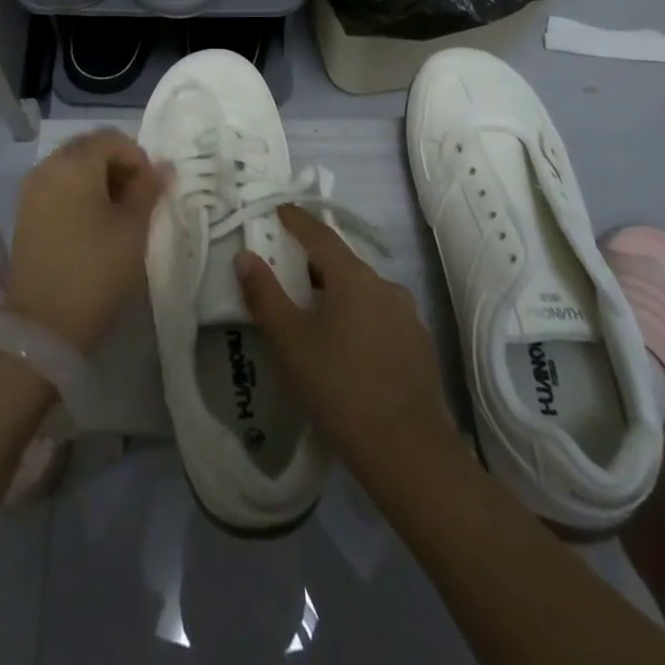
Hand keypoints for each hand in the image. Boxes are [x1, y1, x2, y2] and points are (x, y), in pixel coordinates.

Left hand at [6, 129, 166, 351]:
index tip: (151, 190)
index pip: (113, 139)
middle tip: (136, 199)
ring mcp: (32, 188)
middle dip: (117, 165)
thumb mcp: (133, 228)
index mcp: (75, 162)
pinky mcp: (25, 211)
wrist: (43, 323)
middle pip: (90, 148)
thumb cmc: (96, 269)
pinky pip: (57, 185)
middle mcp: (48, 166)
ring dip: (98, 179)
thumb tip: (162, 166)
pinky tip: (92, 223)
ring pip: (72, 166)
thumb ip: (148, 189)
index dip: (138, 159)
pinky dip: (78, 192)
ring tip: (117, 214)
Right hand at [237, 205, 460, 476]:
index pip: (320, 234)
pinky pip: (380, 317)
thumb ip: (265, 295)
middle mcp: (385, 286)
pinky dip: (358, 318)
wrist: (409, 454)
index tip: (278, 210)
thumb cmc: (340, 389)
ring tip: (313, 314)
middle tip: (286, 271)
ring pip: (363, 292)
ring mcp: (408, 316)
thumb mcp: (291, 342)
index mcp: (354, 278)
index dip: (296, 220)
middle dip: (313, 262)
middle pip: (342, 263)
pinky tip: (346, 347)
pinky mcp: (419, 345)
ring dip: (336, 293)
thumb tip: (245, 256)